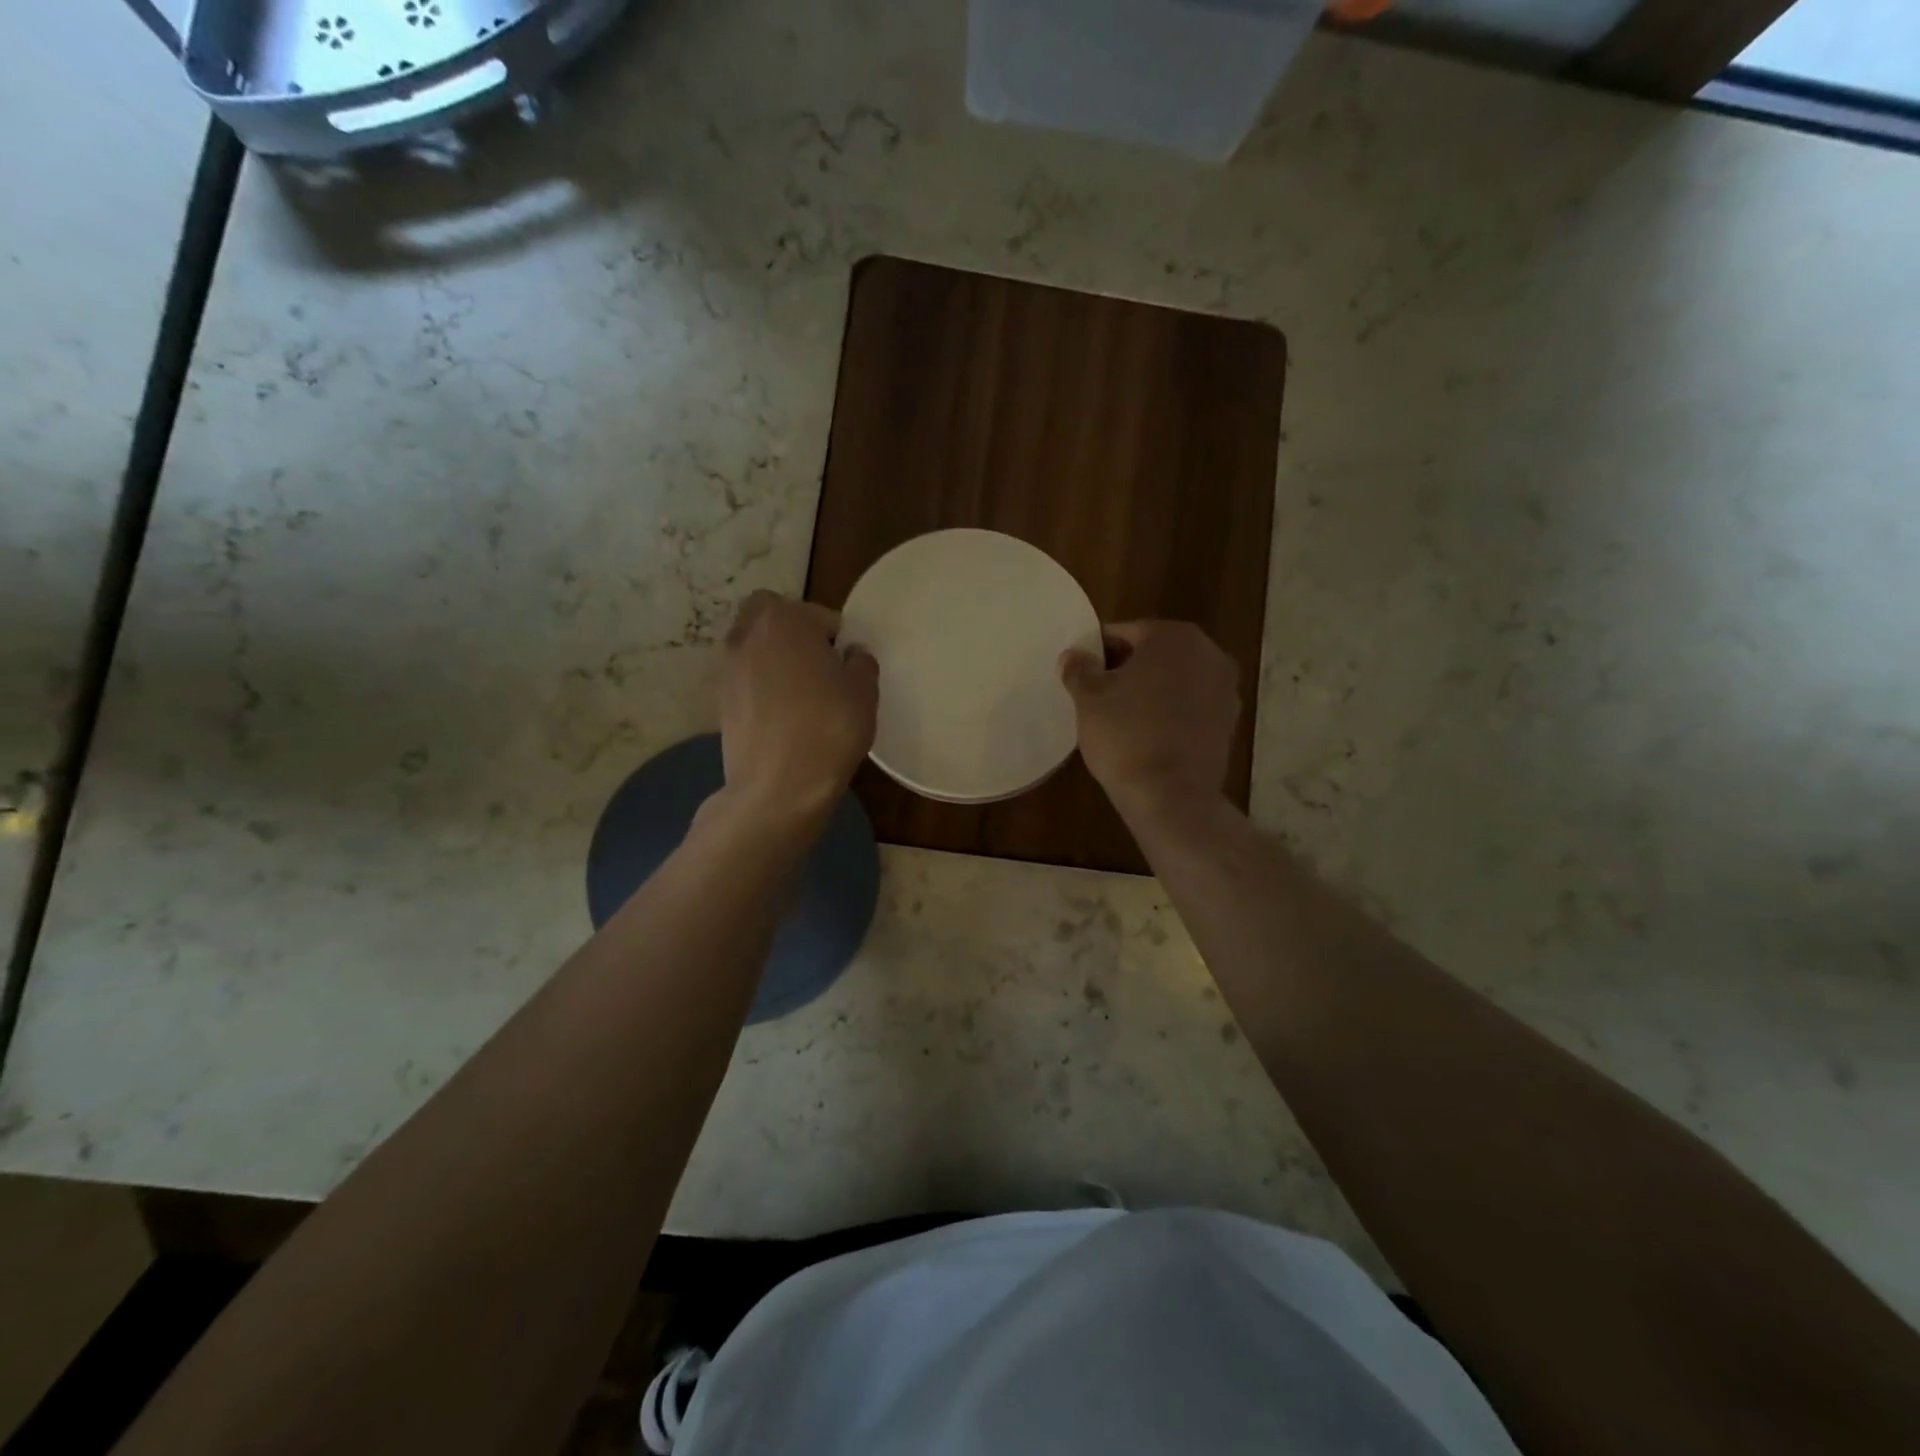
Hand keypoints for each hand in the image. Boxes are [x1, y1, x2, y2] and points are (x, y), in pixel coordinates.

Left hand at [718, 591, 877, 822]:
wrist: (778, 786)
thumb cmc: (829, 728)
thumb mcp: (864, 691)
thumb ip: (861, 662)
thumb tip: (850, 654)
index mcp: (786, 618)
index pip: (822, 617)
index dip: (839, 641)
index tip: (848, 668)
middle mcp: (749, 633)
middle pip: (774, 618)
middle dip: (795, 634)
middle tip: (820, 668)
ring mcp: (728, 667)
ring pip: (755, 647)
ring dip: (775, 660)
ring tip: (801, 695)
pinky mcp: (720, 700)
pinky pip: (747, 679)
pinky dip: (762, 688)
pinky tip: (782, 717)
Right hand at [1060, 621, 1239, 811]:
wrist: (1170, 795)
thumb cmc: (1125, 734)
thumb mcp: (1088, 698)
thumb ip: (1079, 669)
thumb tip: (1072, 656)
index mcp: (1175, 637)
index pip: (1126, 633)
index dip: (1098, 651)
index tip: (1081, 672)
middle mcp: (1210, 654)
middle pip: (1155, 654)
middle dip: (1127, 669)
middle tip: (1097, 693)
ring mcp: (1225, 690)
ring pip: (1175, 680)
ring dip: (1150, 691)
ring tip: (1120, 716)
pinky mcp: (1229, 724)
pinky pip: (1190, 707)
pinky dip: (1170, 713)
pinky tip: (1146, 734)